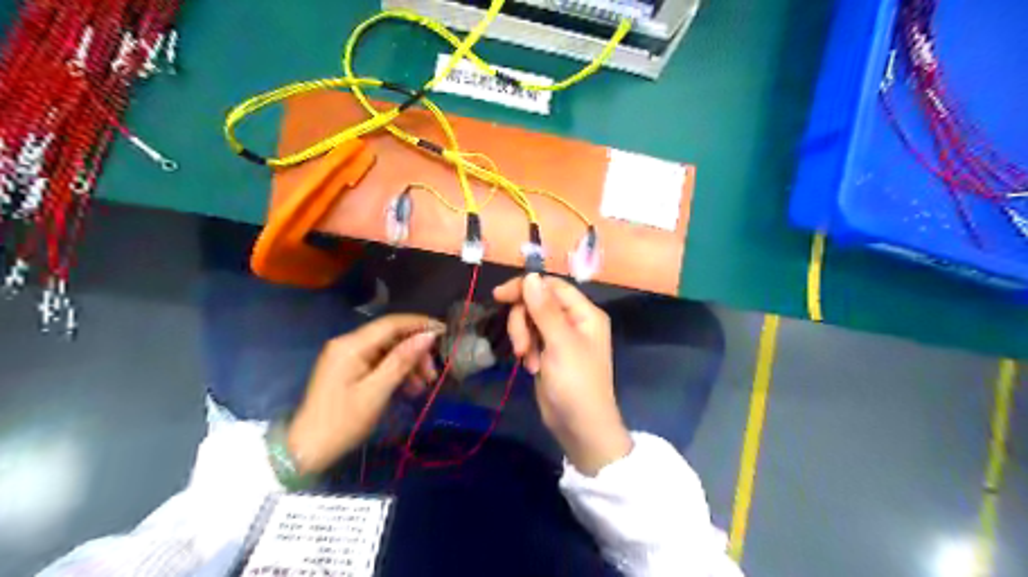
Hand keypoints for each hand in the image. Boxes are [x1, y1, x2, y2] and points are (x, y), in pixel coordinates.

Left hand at [285, 316, 440, 473]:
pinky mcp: (348, 370)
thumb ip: (402, 360)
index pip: (391, 324)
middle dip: (415, 351)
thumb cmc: (342, 422)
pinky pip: (379, 362)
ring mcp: (347, 357)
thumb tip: (428, 335)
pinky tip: (408, 388)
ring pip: (387, 351)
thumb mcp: (376, 391)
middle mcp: (348, 344)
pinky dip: (396, 372)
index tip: (444, 331)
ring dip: (408, 364)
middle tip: (432, 374)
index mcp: (351, 345)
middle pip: (391, 337)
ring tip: (423, 386)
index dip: (419, 324)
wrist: (306, 450)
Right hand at [490, 273, 631, 473]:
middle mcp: (574, 320)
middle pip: (537, 303)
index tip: (499, 296)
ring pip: (530, 320)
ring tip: (528, 361)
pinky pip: (530, 338)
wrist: (579, 427)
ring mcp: (560, 337)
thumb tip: (530, 275)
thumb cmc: (576, 383)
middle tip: (521, 346)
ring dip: (523, 337)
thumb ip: (544, 309)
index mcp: (584, 313)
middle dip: (523, 321)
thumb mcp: (560, 343)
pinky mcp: (549, 352)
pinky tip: (531, 367)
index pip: (551, 286)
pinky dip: (527, 349)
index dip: (526, 287)